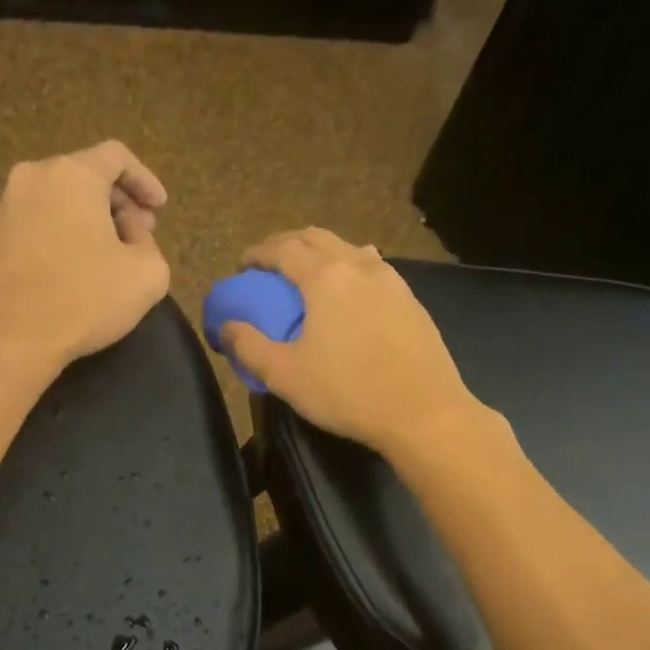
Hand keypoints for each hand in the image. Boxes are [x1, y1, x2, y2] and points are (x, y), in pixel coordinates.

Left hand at [0, 141, 171, 367]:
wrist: (10, 338)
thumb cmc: (84, 299)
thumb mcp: (147, 275)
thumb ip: (149, 243)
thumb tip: (129, 233)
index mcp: (72, 175)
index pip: (116, 157)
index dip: (145, 180)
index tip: (159, 209)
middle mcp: (32, 180)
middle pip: (84, 177)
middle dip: (117, 203)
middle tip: (139, 235)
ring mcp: (3, 211)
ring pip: (57, 202)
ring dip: (87, 222)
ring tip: (107, 258)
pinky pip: (35, 228)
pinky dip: (60, 239)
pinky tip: (72, 274)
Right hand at [220, 228, 483, 454]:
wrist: (424, 412)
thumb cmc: (348, 393)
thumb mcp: (285, 375)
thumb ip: (249, 347)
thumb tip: (225, 327)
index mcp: (325, 278)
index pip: (283, 249)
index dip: (257, 253)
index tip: (242, 264)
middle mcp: (359, 266)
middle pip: (317, 237)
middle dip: (287, 244)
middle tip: (269, 264)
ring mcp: (391, 280)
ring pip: (349, 248)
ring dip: (322, 252)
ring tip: (309, 274)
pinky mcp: (411, 300)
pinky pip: (373, 268)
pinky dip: (350, 268)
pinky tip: (350, 293)